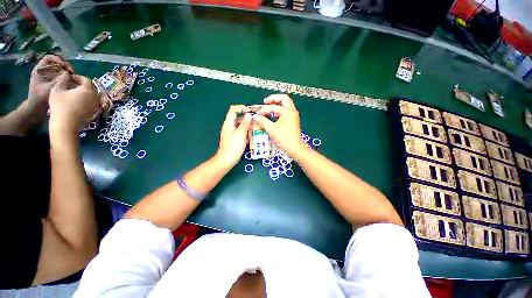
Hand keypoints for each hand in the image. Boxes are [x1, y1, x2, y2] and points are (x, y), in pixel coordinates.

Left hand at [28, 54, 73, 106]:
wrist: (36, 109)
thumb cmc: (40, 98)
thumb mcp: (49, 87)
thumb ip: (58, 79)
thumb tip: (68, 73)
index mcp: (39, 69)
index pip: (49, 58)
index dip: (58, 59)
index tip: (65, 66)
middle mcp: (44, 71)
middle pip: (56, 63)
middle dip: (65, 66)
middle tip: (72, 72)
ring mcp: (49, 77)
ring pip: (60, 70)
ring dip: (67, 72)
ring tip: (73, 77)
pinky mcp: (53, 82)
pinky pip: (61, 76)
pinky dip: (67, 77)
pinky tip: (72, 81)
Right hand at [49, 74, 98, 136]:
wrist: (66, 124)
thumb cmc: (60, 105)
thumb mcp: (57, 89)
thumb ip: (63, 79)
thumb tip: (66, 74)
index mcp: (88, 90)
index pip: (86, 80)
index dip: (78, 77)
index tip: (69, 78)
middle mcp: (95, 97)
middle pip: (90, 87)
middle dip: (81, 85)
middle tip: (70, 85)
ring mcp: (96, 105)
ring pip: (91, 95)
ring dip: (83, 92)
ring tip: (72, 93)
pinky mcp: (94, 112)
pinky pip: (91, 103)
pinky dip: (85, 100)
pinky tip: (75, 102)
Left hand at [216, 105, 252, 166]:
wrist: (227, 160)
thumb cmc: (233, 147)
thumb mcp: (240, 134)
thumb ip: (245, 124)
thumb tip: (249, 115)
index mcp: (228, 123)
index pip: (233, 110)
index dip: (242, 108)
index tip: (251, 112)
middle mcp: (229, 126)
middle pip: (237, 116)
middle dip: (246, 116)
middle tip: (256, 119)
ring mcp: (232, 132)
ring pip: (240, 124)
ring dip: (247, 124)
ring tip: (256, 126)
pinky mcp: (235, 138)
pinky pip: (241, 131)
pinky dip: (246, 130)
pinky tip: (252, 134)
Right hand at [253, 94, 305, 155]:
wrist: (295, 148)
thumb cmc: (283, 138)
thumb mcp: (271, 129)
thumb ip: (262, 121)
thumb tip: (255, 116)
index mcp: (287, 111)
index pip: (273, 107)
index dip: (264, 109)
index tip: (257, 115)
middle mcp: (292, 111)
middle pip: (284, 98)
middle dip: (274, 98)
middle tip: (265, 101)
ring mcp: (294, 115)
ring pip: (286, 104)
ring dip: (278, 103)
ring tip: (269, 106)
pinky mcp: (293, 120)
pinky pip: (287, 110)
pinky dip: (280, 109)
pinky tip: (274, 114)